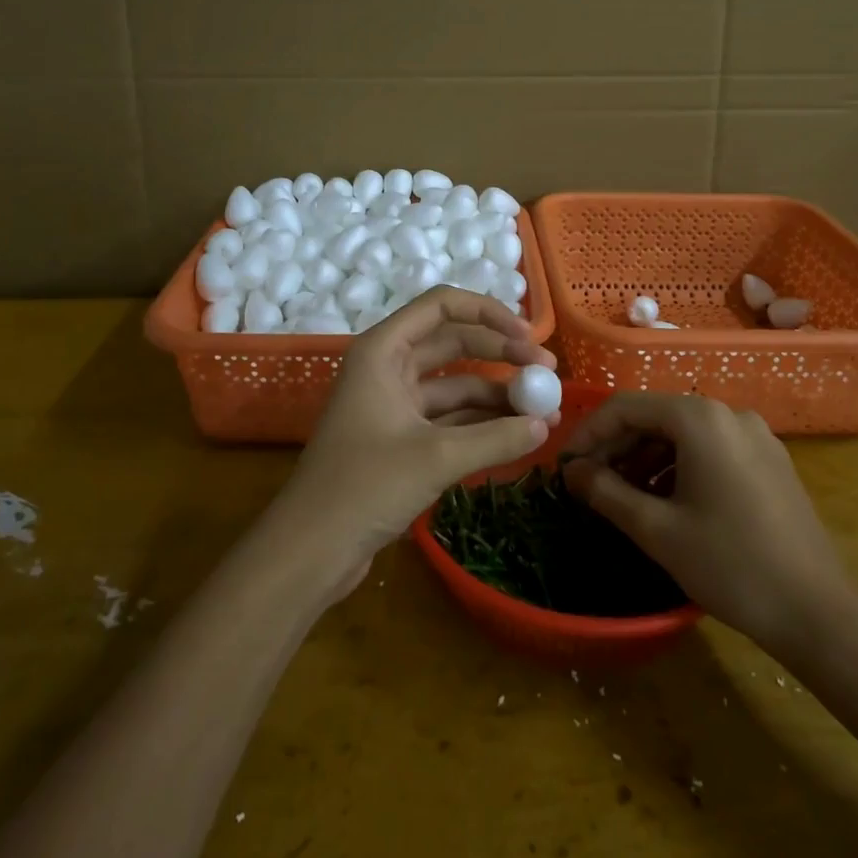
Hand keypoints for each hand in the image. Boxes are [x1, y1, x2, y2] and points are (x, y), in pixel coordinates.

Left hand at [275, 288, 555, 595]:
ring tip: (545, 413)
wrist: (309, 551)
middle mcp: (388, 368)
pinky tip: (518, 436)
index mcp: (383, 350)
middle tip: (548, 374)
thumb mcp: (436, 458)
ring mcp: (395, 404)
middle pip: (454, 344)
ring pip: (456, 386)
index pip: (442, 307)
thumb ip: (496, 438)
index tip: (529, 340)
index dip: (489, 314)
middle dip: (502, 355)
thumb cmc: (363, 487)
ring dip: (497, 396)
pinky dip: (482, 425)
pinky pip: (450, 419)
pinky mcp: (401, 439)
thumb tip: (546, 425)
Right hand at [562, 393, 856, 649]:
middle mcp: (729, 414)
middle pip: (656, 417)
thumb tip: (572, 472)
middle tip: (588, 483)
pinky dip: (678, 467)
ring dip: (645, 459)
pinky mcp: (770, 461)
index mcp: (700, 419)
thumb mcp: (656, 530)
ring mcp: (755, 436)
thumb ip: (605, 492)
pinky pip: (711, 449)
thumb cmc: (730, 564)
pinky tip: (664, 501)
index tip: (564, 465)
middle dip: (617, 447)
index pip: (626, 407)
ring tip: (621, 496)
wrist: (818, 614)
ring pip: (683, 435)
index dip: (589, 432)